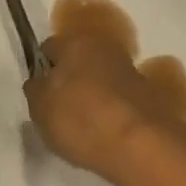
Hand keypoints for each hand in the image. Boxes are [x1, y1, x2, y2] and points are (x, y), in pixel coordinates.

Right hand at [25, 31, 177, 179]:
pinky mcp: (149, 94)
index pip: (49, 47)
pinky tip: (106, 132)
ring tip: (84, 125)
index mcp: (75, 42)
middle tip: (59, 109)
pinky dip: (112, 110)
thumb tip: (40, 82)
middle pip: (78, 61)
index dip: (41, 69)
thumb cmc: (81, 118)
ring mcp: (130, 70)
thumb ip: (35, 90)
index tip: (39, 94)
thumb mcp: (40, 108)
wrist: (141, 144)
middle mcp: (105, 47)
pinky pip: (119, 98)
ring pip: (101, 78)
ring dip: (93, 94)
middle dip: (69, 80)